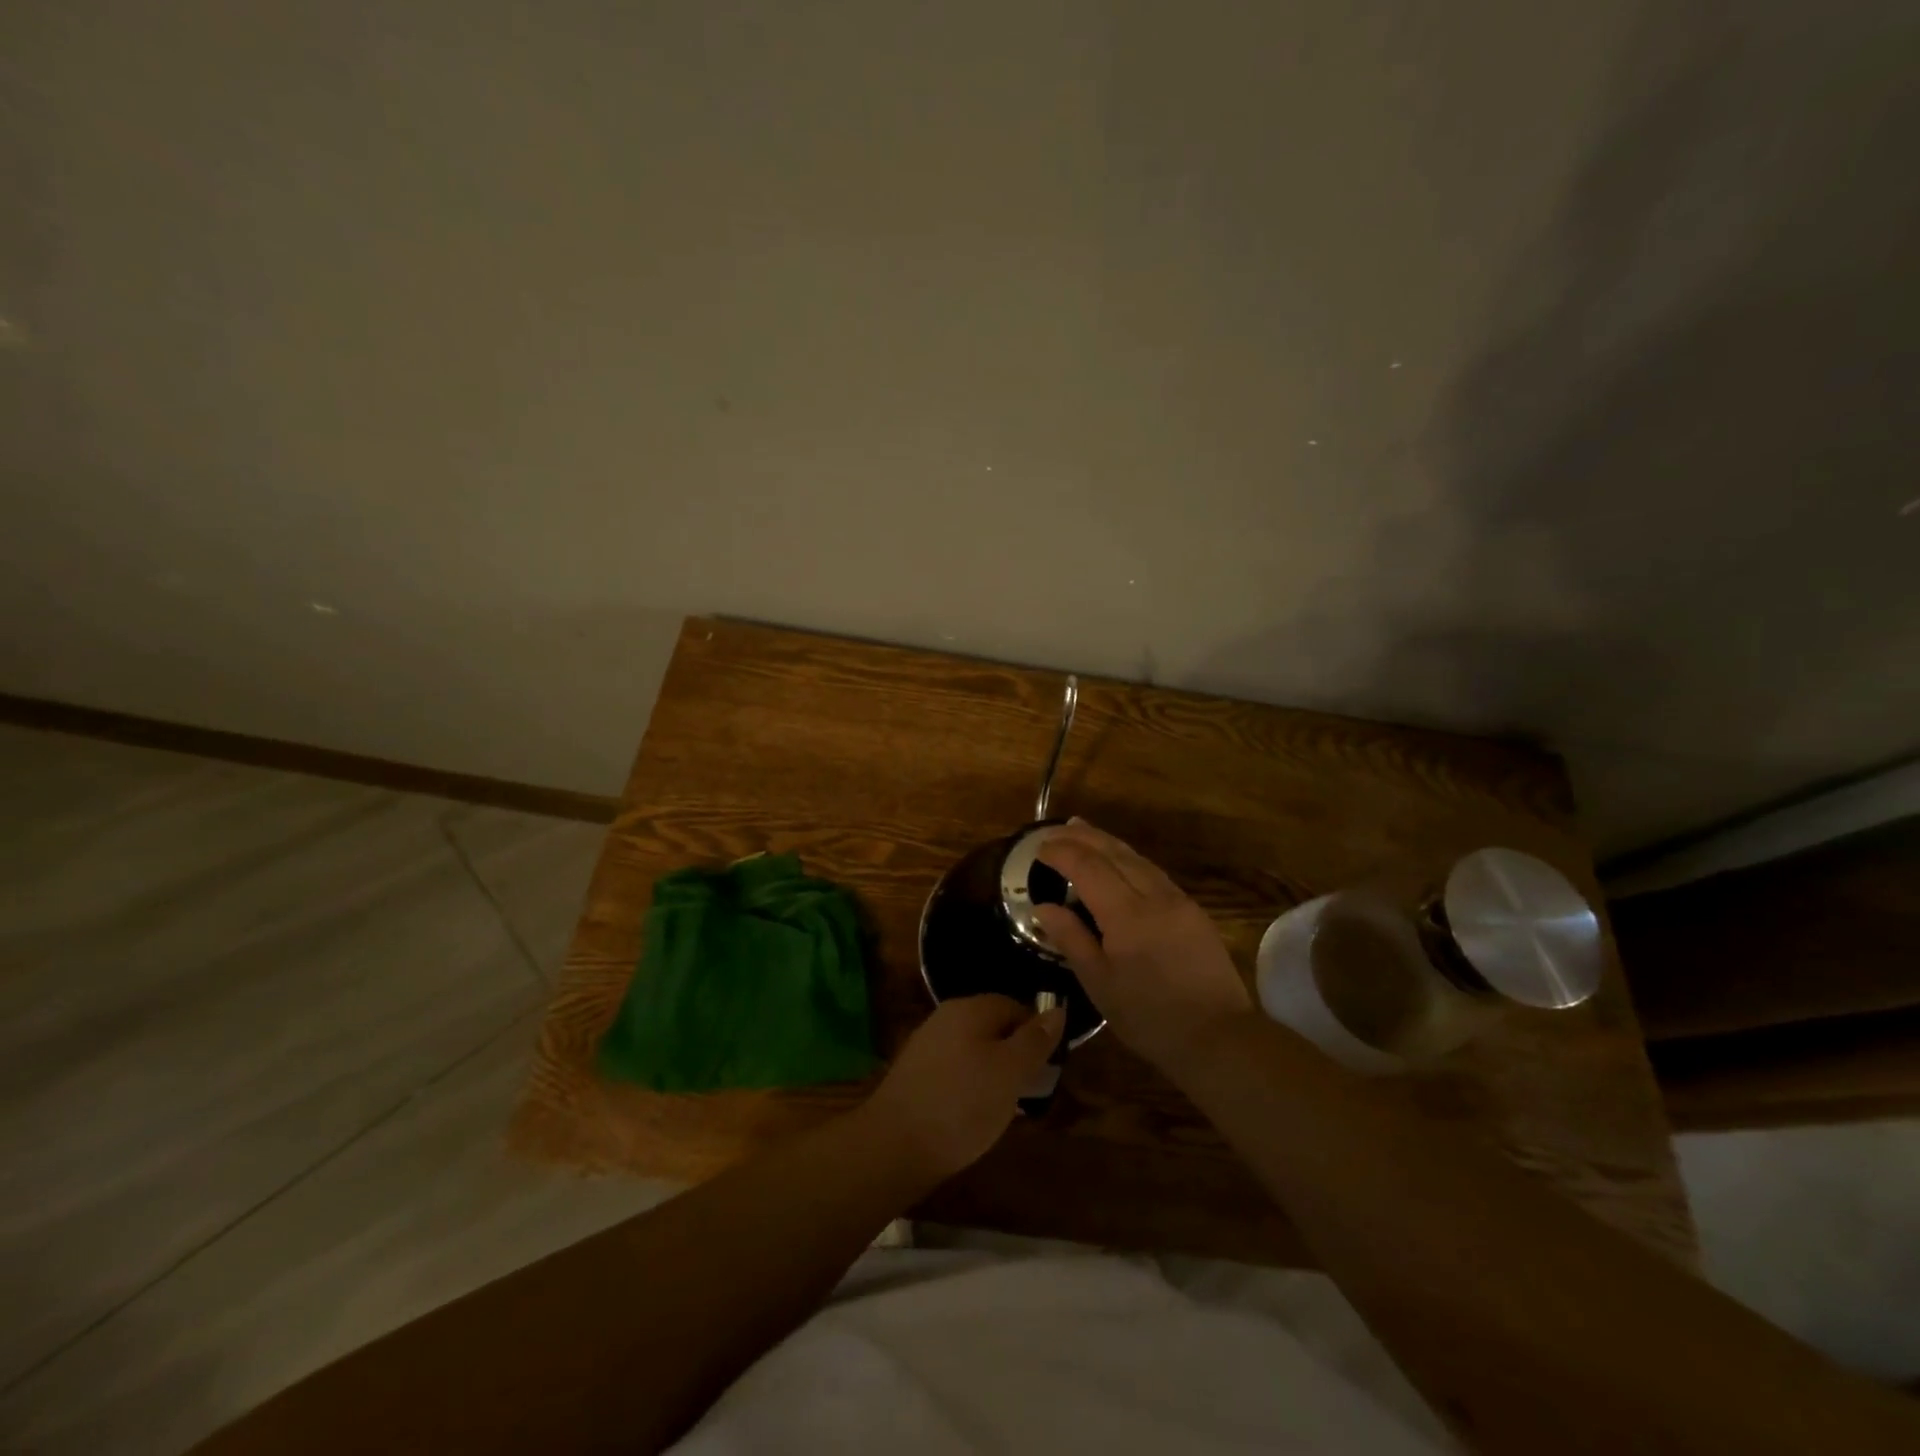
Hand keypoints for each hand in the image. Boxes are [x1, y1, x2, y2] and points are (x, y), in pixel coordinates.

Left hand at [861, 995, 1064, 1184]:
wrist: (894, 1145)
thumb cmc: (962, 1104)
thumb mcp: (1010, 1071)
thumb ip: (1035, 1040)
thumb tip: (1057, 1010)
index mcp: (970, 1008)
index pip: (1015, 1006)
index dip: (1037, 1033)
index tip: (1048, 1067)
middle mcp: (946, 1016)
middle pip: (994, 1026)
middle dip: (1015, 1054)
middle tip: (1030, 1089)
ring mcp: (927, 1044)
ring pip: (974, 1048)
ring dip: (994, 1071)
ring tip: (1006, 1106)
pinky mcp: (916, 1073)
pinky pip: (955, 1068)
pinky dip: (971, 1085)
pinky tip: (974, 1113)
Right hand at [1033, 819, 1251, 1080]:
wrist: (1218, 1036)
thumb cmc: (1150, 1017)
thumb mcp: (1100, 984)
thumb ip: (1071, 939)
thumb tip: (1043, 907)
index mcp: (1126, 915)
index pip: (1088, 868)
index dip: (1062, 853)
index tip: (1039, 849)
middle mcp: (1154, 896)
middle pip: (1114, 853)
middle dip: (1083, 837)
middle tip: (1057, 830)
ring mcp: (1177, 900)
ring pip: (1137, 858)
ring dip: (1107, 841)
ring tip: (1083, 831)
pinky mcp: (1192, 910)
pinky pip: (1153, 872)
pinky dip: (1129, 858)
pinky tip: (1119, 861)